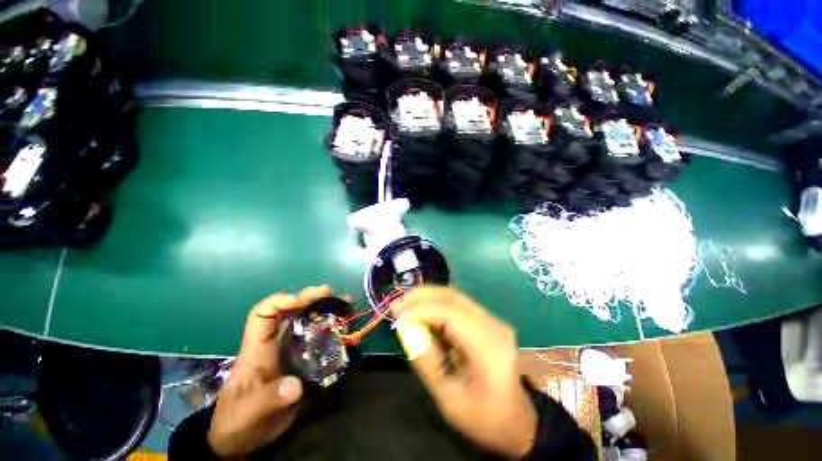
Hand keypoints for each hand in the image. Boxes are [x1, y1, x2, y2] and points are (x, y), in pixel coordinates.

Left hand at [207, 286, 334, 458]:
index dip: (280, 302)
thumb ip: (269, 399)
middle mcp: (277, 343)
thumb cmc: (236, 422)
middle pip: (292, 312)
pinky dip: (334, 331)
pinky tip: (346, 328)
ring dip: (326, 310)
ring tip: (345, 303)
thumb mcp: (247, 413)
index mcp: (257, 348)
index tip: (300, 301)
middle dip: (310, 298)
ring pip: (308, 322)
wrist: (245, 440)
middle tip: (331, 293)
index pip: (263, 314)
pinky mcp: (305, 362)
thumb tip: (296, 386)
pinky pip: (320, 341)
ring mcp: (292, 352)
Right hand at [396, 287, 537, 456]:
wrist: (516, 421)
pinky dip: (437, 305)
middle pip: (454, 298)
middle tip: (398, 302)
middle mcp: (495, 327)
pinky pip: (459, 306)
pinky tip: (423, 313)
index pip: (452, 315)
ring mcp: (494, 322)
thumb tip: (406, 328)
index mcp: (490, 350)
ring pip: (456, 298)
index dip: (423, 310)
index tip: (398, 315)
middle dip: (423, 296)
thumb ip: (425, 360)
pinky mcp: (488, 322)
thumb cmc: (483, 417)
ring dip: (429, 297)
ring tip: (406, 304)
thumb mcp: (448, 399)